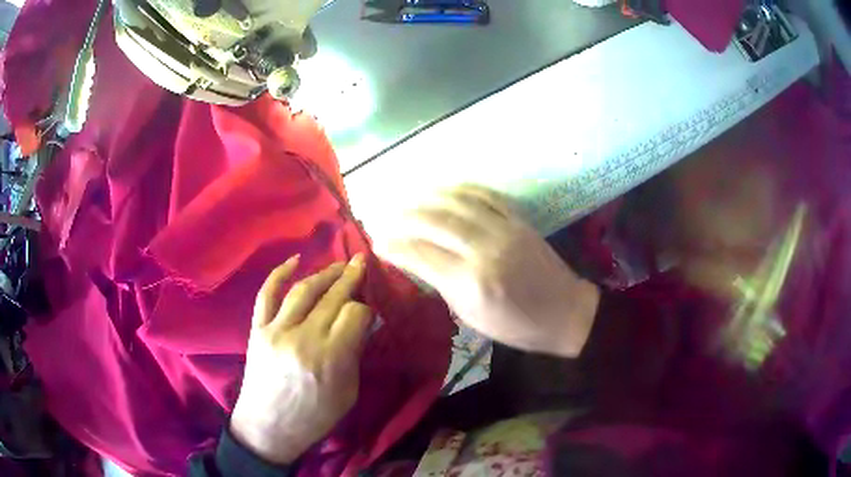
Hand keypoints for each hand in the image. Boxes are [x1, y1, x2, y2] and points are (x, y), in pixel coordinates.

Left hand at [230, 254, 372, 464]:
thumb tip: (362, 323)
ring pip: (303, 290)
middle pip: (332, 297)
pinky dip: (279, 273)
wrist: (268, 427)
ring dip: (324, 273)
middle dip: (351, 278)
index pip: (354, 314)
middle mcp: (302, 338)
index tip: (371, 310)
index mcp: (329, 359)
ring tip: (340, 265)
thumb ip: (354, 355)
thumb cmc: (314, 417)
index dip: (367, 308)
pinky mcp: (257, 329)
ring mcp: (275, 331)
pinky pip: (266, 294)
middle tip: (362, 262)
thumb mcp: (347, 393)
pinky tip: (295, 260)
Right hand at [377, 185, 599, 357]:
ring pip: (457, 202)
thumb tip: (413, 259)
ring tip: (407, 198)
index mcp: (471, 283)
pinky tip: (444, 189)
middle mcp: (485, 250)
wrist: (565, 312)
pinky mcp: (519, 219)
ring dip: (427, 197)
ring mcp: (505, 230)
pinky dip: (460, 188)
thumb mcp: (472, 316)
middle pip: (434, 222)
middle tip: (385, 216)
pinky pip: (485, 195)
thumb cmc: (516, 326)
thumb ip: (441, 283)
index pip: (421, 255)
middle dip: (403, 217)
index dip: (394, 246)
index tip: (377, 242)